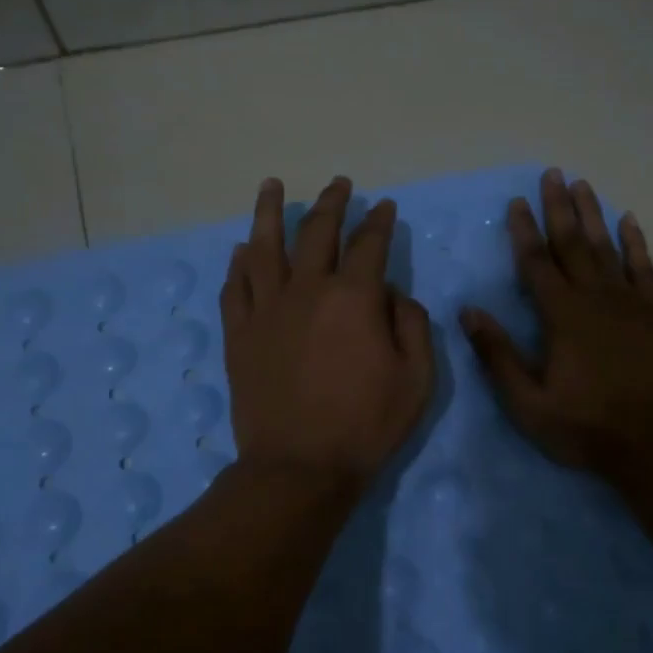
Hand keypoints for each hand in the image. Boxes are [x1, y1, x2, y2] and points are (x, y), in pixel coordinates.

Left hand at [220, 175, 435, 493]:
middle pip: (316, 232)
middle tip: (338, 184)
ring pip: (264, 246)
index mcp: (354, 297)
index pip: (369, 244)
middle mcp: (306, 290)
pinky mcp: (239, 334)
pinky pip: (235, 286)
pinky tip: (241, 249)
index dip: (379, 221)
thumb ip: (412, 323)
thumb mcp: (417, 378)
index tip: (384, 207)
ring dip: (269, 212)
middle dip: (331, 203)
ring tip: (271, 185)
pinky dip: (238, 263)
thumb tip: (391, 293)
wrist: (299, 467)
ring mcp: (266, 309)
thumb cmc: (366, 424)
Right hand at [461, 169, 652, 477]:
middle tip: (552, 174)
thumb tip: (469, 312)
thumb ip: (498, 355)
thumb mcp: (528, 403)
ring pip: (607, 247)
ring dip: (592, 215)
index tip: (516, 202)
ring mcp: (630, 302)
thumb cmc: (586, 426)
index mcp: (561, 316)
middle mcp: (594, 298)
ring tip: (582, 185)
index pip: (536, 263)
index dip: (523, 231)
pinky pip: (644, 268)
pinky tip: (629, 221)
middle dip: (558, 208)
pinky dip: (635, 242)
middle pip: (572, 243)